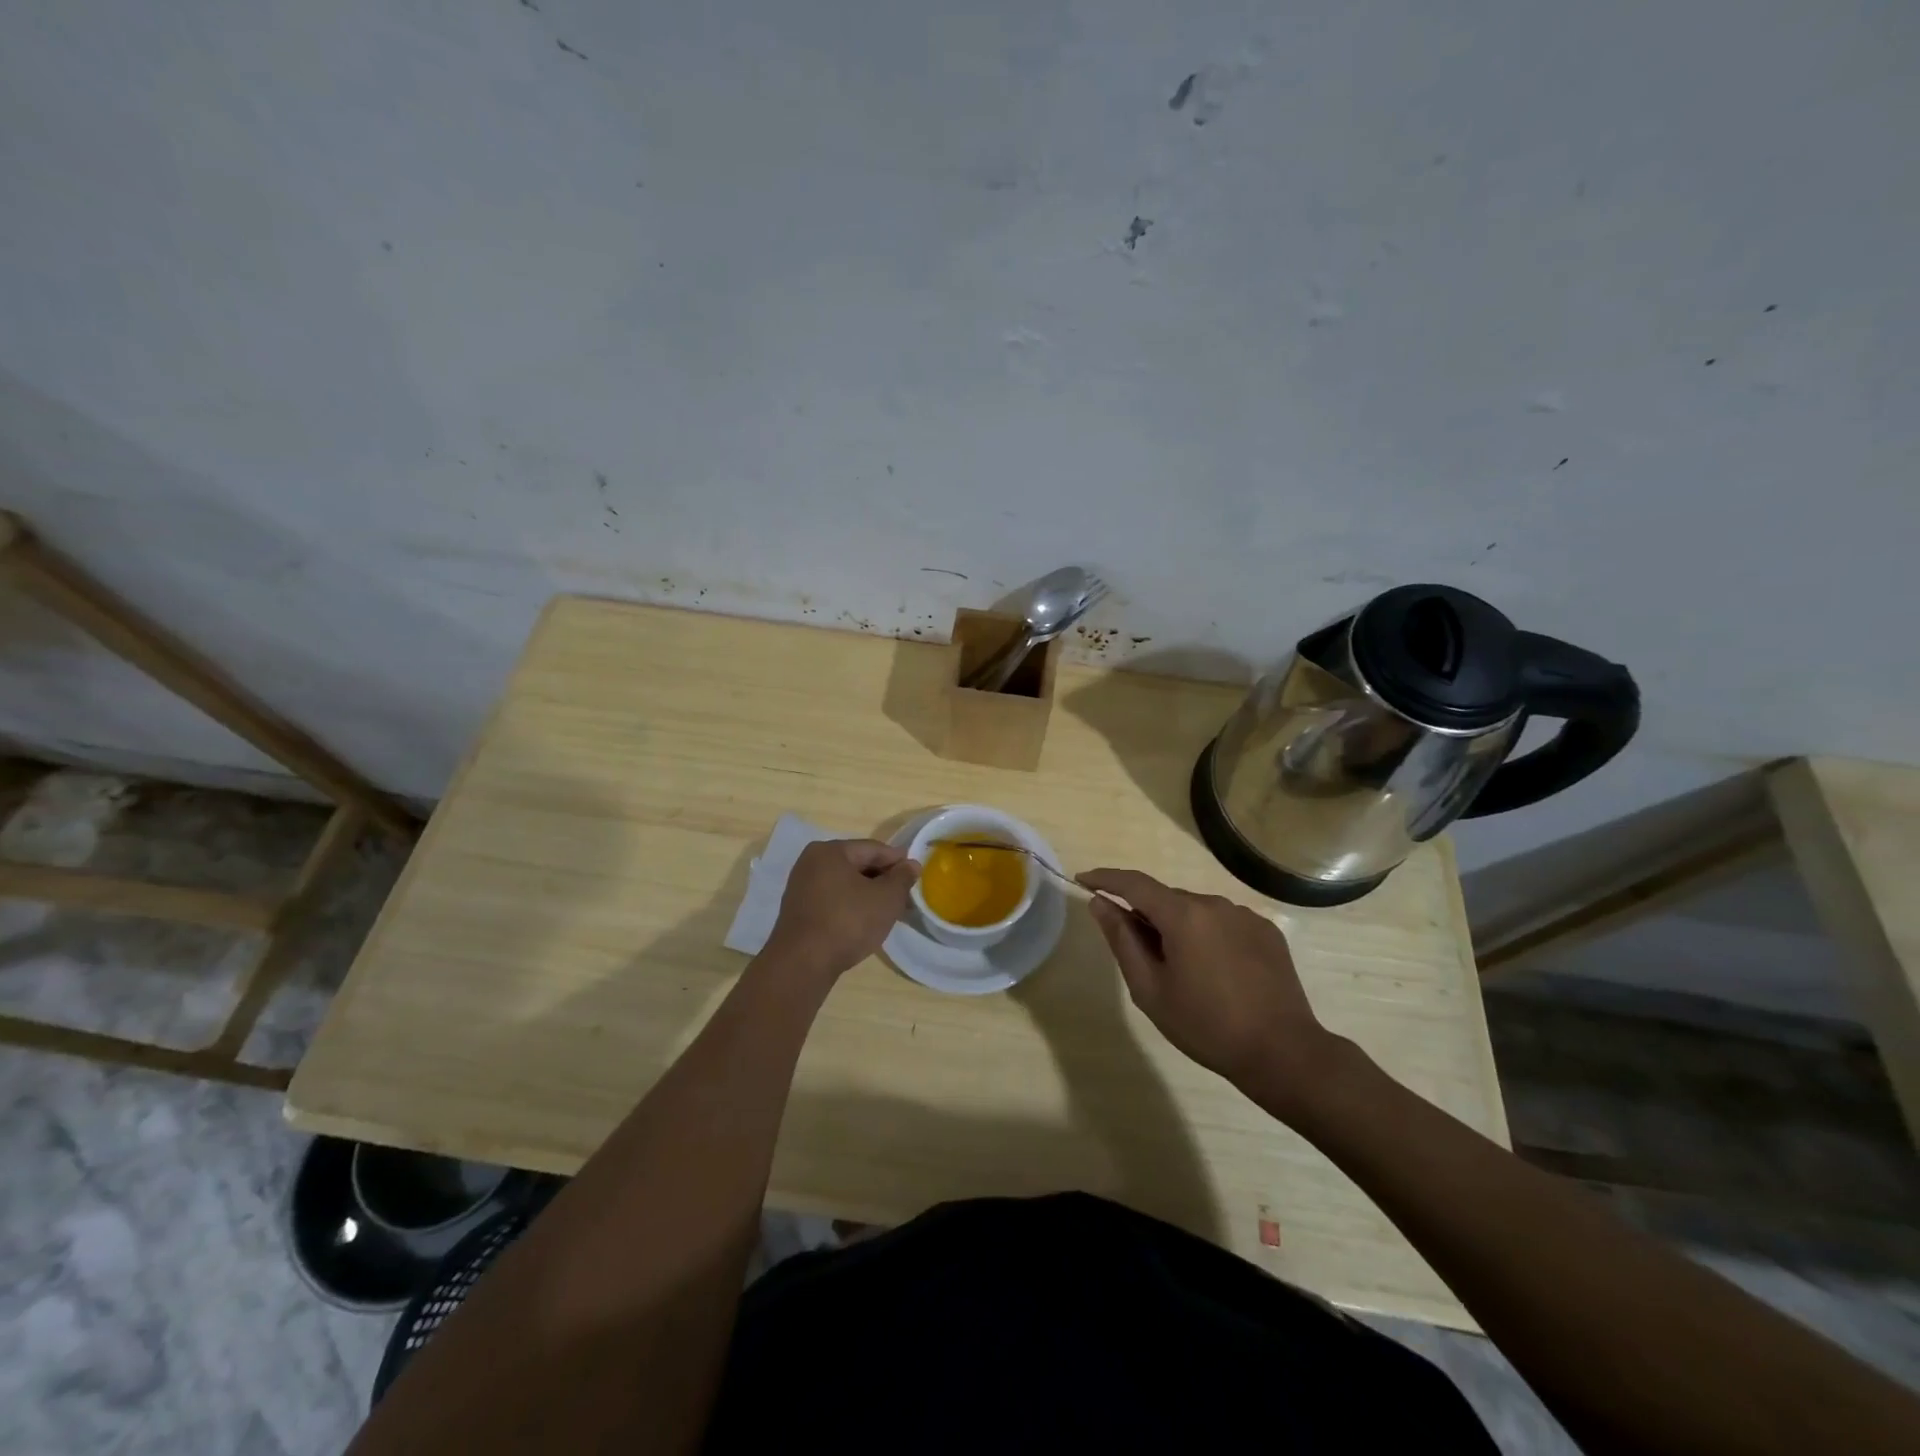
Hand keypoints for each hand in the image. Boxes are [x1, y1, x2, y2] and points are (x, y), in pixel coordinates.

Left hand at [761, 839, 917, 988]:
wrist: (802, 963)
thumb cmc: (848, 922)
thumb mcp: (886, 898)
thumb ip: (902, 878)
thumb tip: (911, 864)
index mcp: (830, 851)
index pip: (873, 849)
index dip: (898, 860)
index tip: (916, 874)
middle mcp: (811, 862)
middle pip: (857, 864)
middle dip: (883, 879)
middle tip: (905, 895)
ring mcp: (801, 886)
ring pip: (845, 884)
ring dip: (867, 894)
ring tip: (888, 911)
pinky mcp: (798, 910)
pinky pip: (832, 899)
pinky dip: (851, 905)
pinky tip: (864, 921)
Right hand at [1079, 868, 1339, 1116]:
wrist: (1283, 1053)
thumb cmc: (1206, 1026)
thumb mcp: (1150, 989)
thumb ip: (1122, 940)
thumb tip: (1100, 903)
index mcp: (1183, 915)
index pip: (1134, 883)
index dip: (1105, 879)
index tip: (1083, 880)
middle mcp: (1215, 903)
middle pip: (1166, 899)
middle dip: (1146, 915)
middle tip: (1138, 954)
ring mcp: (1245, 915)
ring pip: (1196, 911)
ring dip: (1179, 927)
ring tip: (1182, 971)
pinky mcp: (1267, 931)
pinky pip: (1224, 923)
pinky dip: (1208, 936)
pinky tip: (1215, 972)